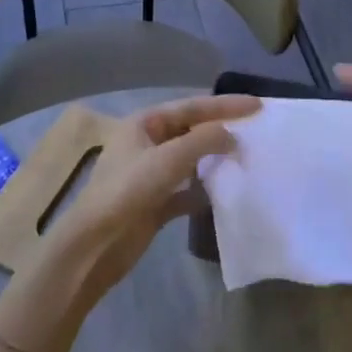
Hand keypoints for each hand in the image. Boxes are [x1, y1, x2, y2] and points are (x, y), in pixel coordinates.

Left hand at [37, 93, 256, 304]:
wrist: (94, 246)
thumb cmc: (128, 191)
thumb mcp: (169, 158)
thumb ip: (205, 140)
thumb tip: (232, 136)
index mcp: (145, 123)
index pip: (192, 106)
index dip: (226, 105)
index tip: (258, 105)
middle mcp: (148, 144)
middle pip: (192, 130)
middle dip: (222, 129)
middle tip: (256, 130)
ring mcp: (151, 174)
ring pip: (191, 159)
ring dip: (215, 158)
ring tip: (246, 157)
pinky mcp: (155, 203)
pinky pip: (187, 189)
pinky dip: (204, 189)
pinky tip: (225, 192)